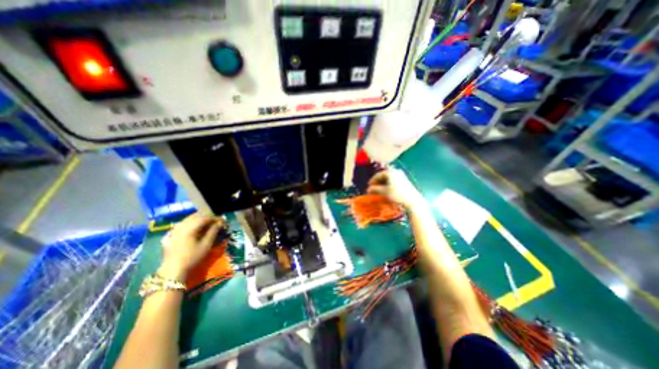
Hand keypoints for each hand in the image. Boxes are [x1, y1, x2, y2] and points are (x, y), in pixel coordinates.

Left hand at [158, 214, 224, 279]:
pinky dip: (187, 224)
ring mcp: (173, 231)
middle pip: (194, 216)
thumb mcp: (206, 245)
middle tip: (215, 220)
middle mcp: (180, 227)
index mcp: (190, 228)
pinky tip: (190, 227)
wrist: (172, 271)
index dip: (215, 217)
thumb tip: (220, 223)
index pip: (204, 218)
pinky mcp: (168, 237)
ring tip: (205, 223)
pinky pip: (179, 226)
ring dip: (197, 219)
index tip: (222, 220)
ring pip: (186, 220)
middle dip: (206, 216)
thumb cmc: (192, 257)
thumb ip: (213, 232)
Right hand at [366, 167, 427, 210]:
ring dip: (383, 183)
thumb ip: (375, 189)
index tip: (368, 185)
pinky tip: (387, 189)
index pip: (378, 174)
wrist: (412, 199)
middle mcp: (396, 171)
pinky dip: (388, 183)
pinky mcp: (404, 180)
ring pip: (388, 178)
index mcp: (390, 172)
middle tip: (373, 187)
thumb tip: (368, 189)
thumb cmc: (397, 194)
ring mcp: (401, 175)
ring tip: (379, 189)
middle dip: (378, 182)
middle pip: (384, 175)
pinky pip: (393, 180)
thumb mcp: (384, 192)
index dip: (372, 180)